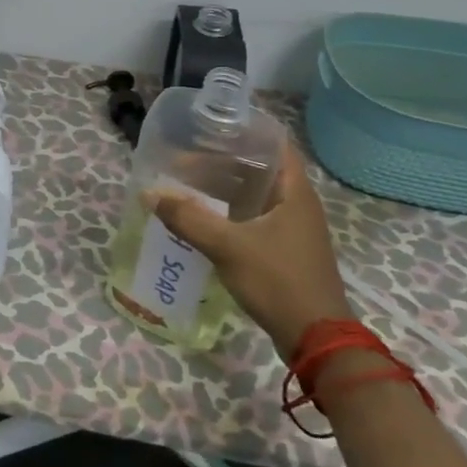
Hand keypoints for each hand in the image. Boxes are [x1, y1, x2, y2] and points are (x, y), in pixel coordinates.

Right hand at [144, 141, 352, 360]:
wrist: (316, 339)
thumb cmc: (278, 281)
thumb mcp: (227, 246)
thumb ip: (188, 218)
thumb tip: (150, 194)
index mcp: (295, 193)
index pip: (274, 144)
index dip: (244, 131)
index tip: (210, 126)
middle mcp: (298, 204)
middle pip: (260, 168)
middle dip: (224, 159)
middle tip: (187, 154)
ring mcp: (293, 229)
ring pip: (255, 194)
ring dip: (225, 187)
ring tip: (188, 180)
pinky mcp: (285, 250)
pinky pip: (254, 217)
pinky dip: (230, 210)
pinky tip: (204, 215)